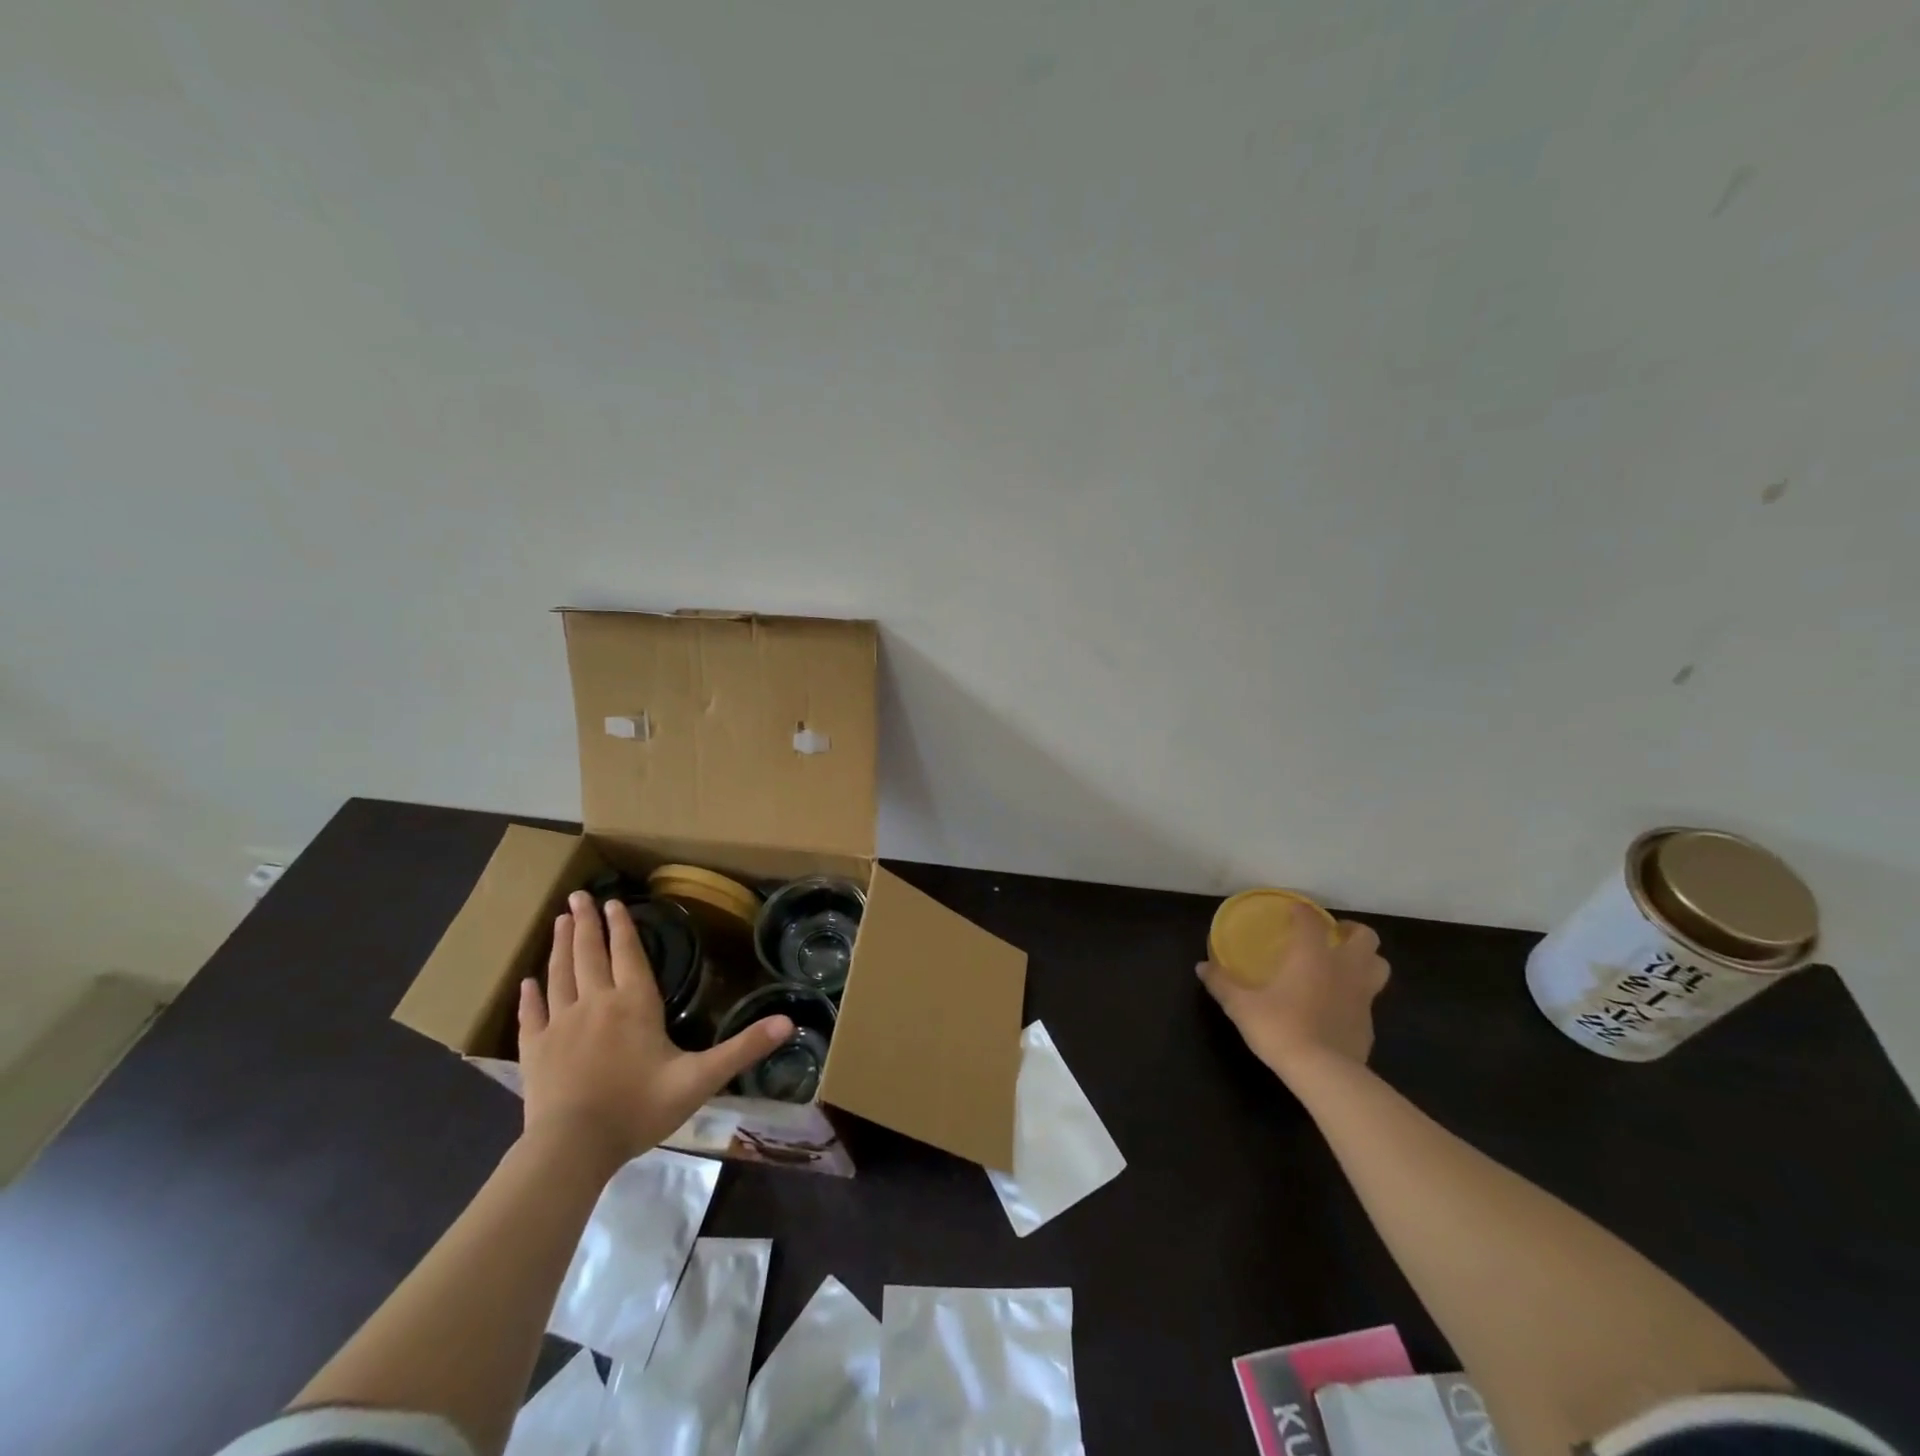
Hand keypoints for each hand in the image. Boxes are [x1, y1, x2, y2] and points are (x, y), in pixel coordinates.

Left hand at [517, 890, 793, 1170]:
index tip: (612, 901)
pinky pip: (531, 1014)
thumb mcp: (700, 1078)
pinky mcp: (535, 1050)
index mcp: (634, 1003)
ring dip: (560, 946)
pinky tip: (526, 982)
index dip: (622, 926)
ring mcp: (560, 1024)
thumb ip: (743, 1049)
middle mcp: (595, 1003)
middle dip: (585, 924)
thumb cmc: (639, 1108)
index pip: (627, 954)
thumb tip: (789, 1022)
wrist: (572, 1148)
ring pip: (560, 974)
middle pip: (590, 954)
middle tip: (577, 896)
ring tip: (558, 921)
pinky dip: (529, 995)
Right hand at [1198, 901, 1388, 1080]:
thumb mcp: (1241, 1005)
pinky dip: (1357, 995)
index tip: (1292, 911)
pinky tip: (1337, 1005)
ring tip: (1344, 965)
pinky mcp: (1369, 1024)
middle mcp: (1343, 968)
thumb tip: (1201, 966)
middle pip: (1366, 937)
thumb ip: (1222, 983)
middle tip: (1331, 936)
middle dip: (1350, 931)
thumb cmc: (1280, 1027)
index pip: (1311, 920)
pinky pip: (1369, 999)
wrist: (1324, 1073)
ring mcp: (1362, 996)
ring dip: (1365, 959)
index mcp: (1312, 955)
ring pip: (1379, 965)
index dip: (1301, 911)